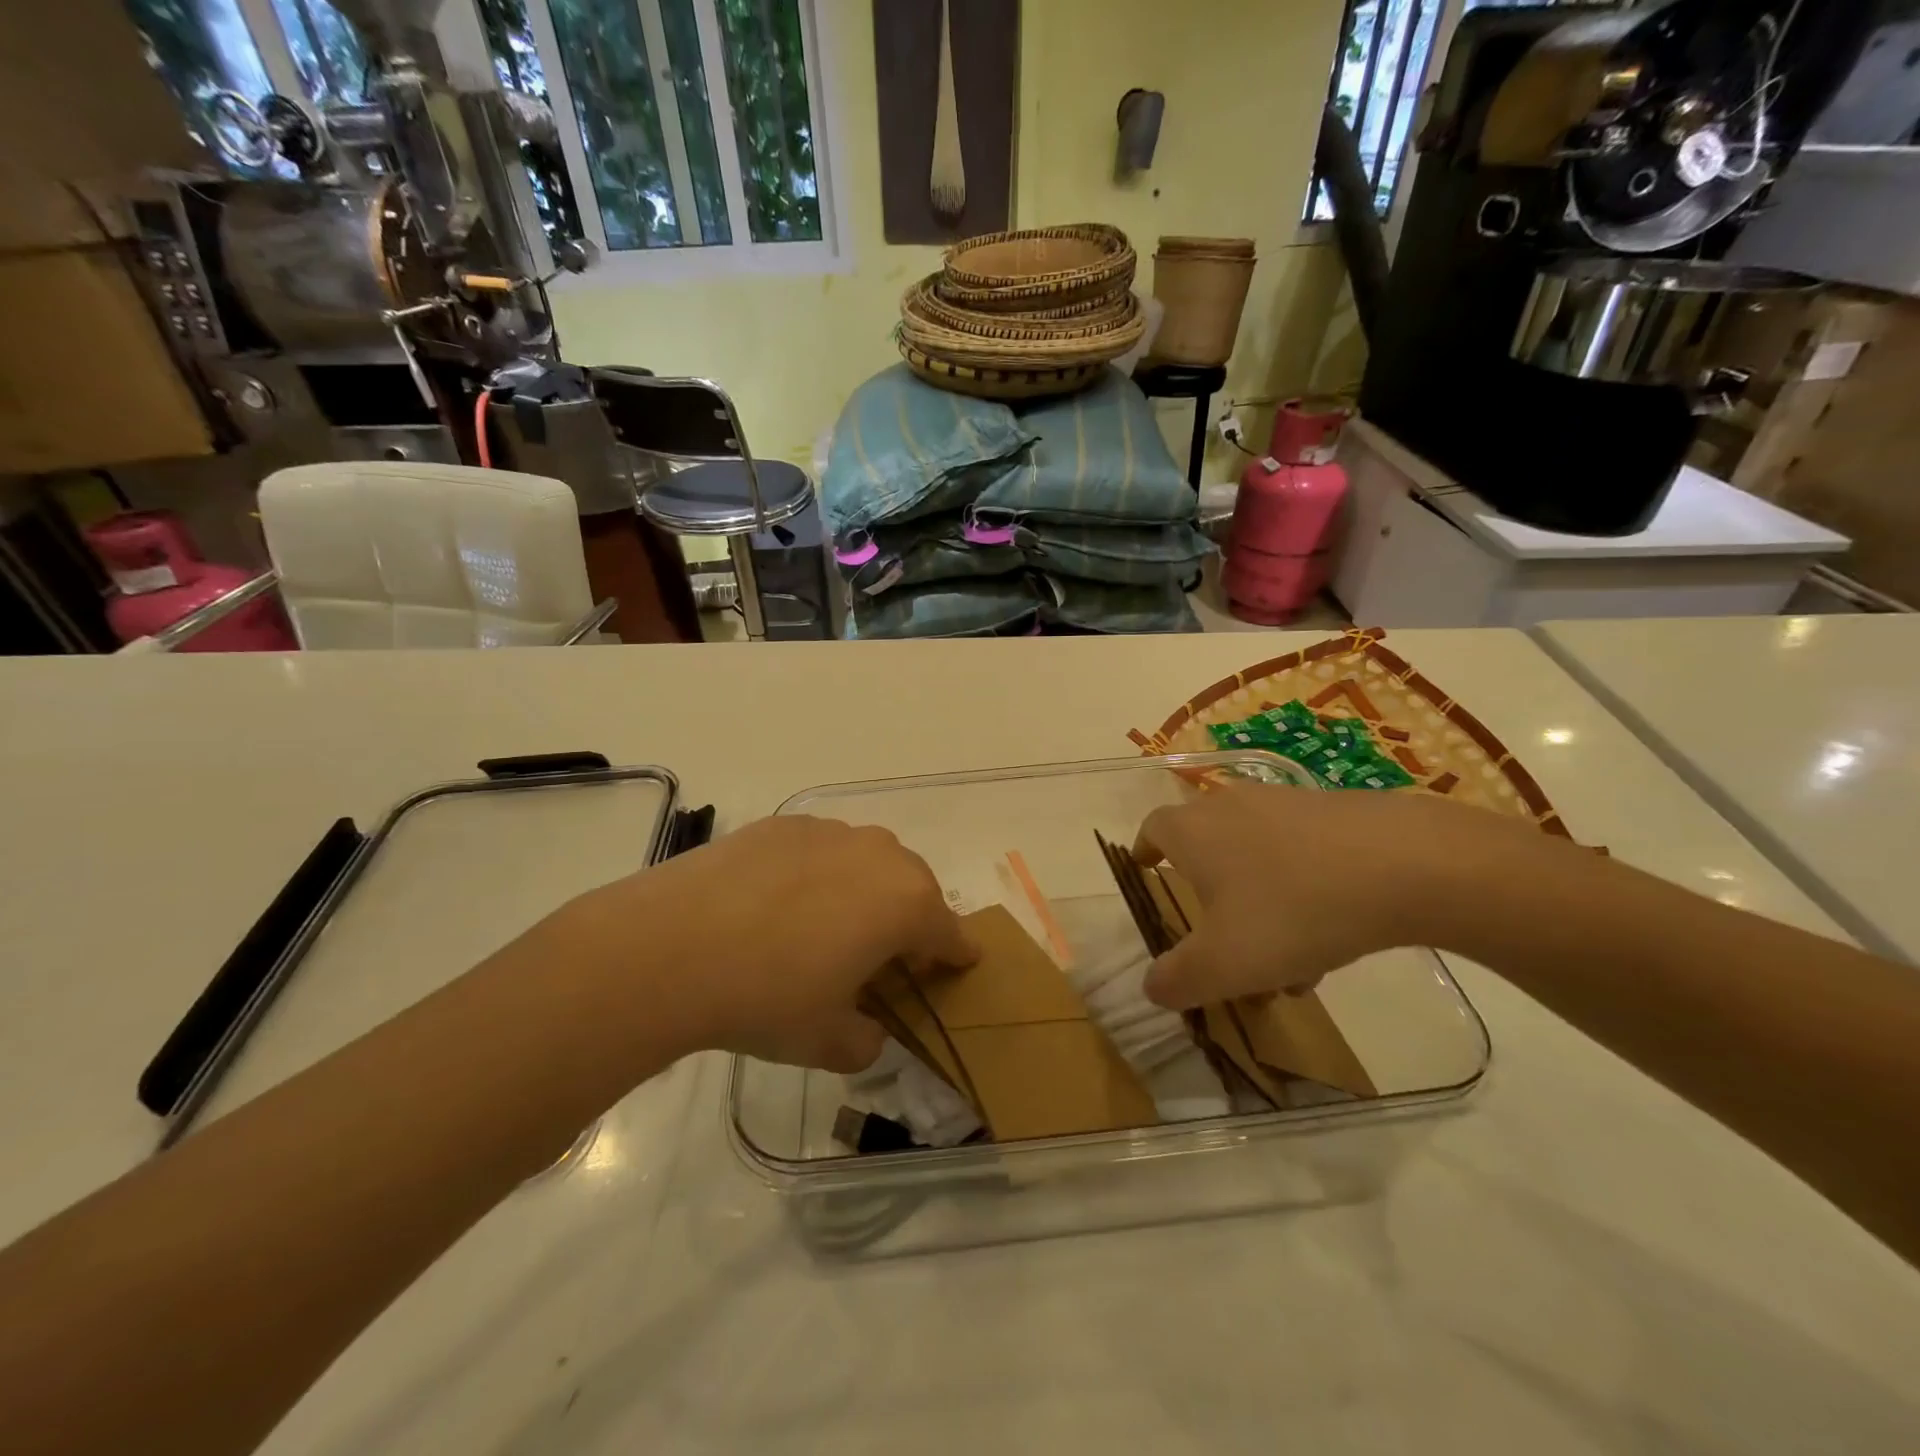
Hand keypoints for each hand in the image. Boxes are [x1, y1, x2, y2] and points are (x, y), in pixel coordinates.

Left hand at [562, 816, 975, 1072]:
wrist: (670, 947)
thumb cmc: (767, 998)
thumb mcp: (828, 1042)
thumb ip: (866, 1040)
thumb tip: (867, 1028)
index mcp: (906, 904)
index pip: (950, 931)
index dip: (955, 955)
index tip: (954, 967)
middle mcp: (879, 855)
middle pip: (914, 887)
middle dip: (911, 919)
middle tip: (887, 954)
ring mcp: (829, 831)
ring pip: (868, 860)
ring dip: (866, 890)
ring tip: (831, 925)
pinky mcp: (783, 824)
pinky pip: (822, 849)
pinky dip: (820, 873)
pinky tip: (782, 903)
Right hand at [1132, 782, 1529, 1008]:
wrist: (1407, 864)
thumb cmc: (1293, 910)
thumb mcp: (1225, 964)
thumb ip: (1179, 979)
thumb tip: (1151, 987)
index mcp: (1193, 830)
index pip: (1154, 829)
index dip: (1146, 850)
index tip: (1146, 869)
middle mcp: (1231, 805)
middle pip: (1207, 845)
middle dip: (1210, 894)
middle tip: (1221, 939)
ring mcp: (1285, 802)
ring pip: (1257, 856)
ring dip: (1260, 903)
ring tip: (1289, 963)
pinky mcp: (1333, 810)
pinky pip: (1300, 852)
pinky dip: (1301, 889)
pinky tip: (1332, 935)